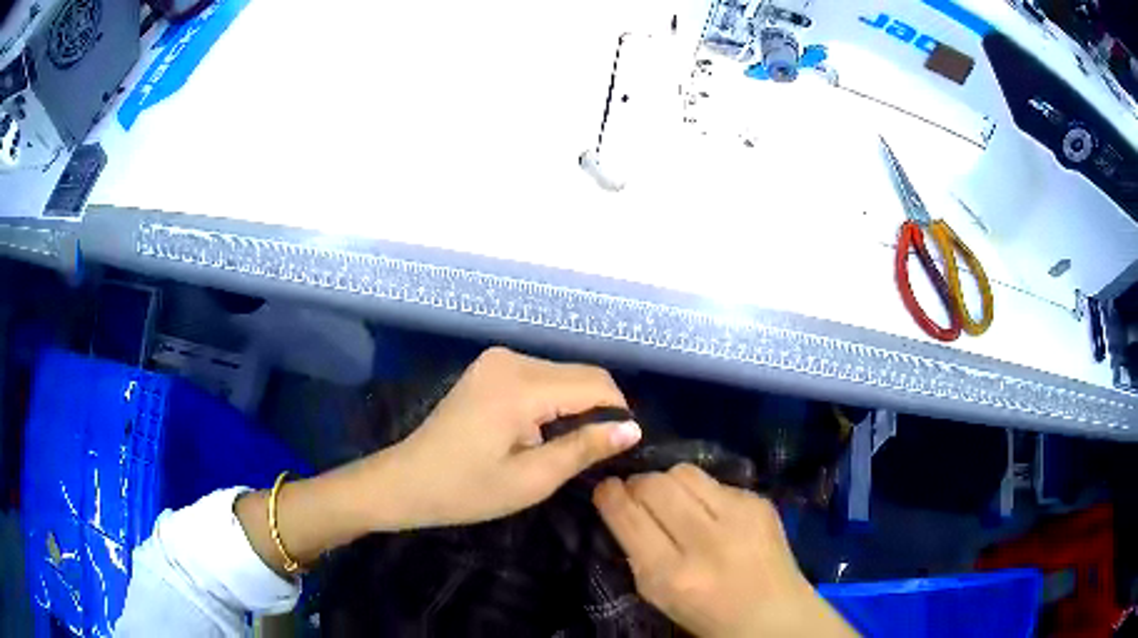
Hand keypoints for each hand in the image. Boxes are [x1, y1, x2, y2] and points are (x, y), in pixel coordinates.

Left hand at [369, 346, 642, 528]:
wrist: (407, 481)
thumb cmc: (466, 490)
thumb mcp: (531, 480)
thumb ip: (584, 448)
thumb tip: (633, 428)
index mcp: (521, 386)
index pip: (596, 384)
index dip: (618, 414)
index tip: (621, 449)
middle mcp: (512, 359)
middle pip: (581, 375)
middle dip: (597, 411)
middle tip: (590, 455)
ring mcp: (497, 360)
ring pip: (563, 375)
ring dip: (575, 407)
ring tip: (563, 448)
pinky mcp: (490, 368)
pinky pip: (540, 378)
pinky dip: (553, 401)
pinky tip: (540, 432)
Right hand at [593, 464, 856, 637]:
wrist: (773, 614)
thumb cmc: (706, 612)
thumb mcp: (658, 593)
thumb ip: (637, 551)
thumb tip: (622, 505)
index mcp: (670, 574)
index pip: (627, 514)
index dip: (609, 494)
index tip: (605, 488)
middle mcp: (704, 540)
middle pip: (653, 483)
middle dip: (637, 483)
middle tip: (638, 494)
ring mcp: (738, 515)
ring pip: (683, 471)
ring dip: (668, 482)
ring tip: (674, 499)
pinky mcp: (759, 502)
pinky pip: (715, 480)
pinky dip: (703, 492)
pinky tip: (711, 512)